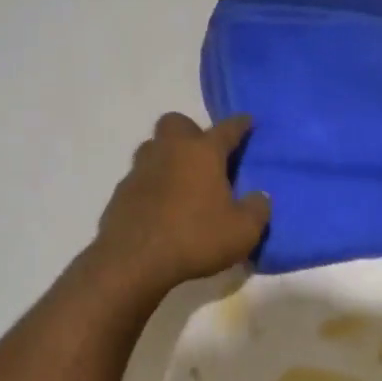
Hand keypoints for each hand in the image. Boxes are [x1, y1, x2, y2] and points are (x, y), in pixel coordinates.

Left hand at [91, 113, 269, 293]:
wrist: (133, 259)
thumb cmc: (195, 237)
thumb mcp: (242, 231)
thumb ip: (257, 209)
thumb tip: (260, 196)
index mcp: (202, 152)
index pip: (227, 129)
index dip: (240, 124)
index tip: (248, 121)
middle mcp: (170, 150)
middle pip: (177, 123)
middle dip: (191, 131)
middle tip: (204, 155)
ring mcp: (141, 168)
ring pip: (153, 147)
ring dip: (167, 156)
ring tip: (181, 181)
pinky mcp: (121, 191)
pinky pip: (140, 177)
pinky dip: (151, 184)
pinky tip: (160, 206)